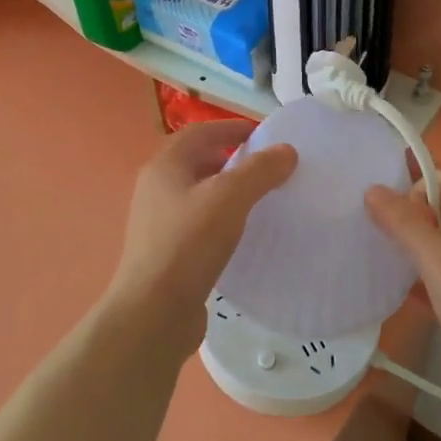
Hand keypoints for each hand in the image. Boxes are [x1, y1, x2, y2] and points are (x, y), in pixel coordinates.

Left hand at [106, 121, 297, 356]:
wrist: (154, 313)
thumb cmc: (188, 244)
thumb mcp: (230, 198)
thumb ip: (260, 170)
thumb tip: (286, 151)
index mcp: (165, 166)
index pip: (200, 132)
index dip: (231, 128)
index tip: (264, 135)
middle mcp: (156, 188)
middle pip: (198, 161)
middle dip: (232, 160)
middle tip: (267, 169)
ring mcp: (158, 223)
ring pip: (199, 195)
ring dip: (228, 192)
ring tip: (261, 201)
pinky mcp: (167, 253)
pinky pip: (199, 224)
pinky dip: (222, 221)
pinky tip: (243, 236)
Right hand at [365, 171, 440, 416]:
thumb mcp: (439, 262)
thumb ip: (406, 224)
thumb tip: (373, 189)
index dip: (418, 186)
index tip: (389, 212)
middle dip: (414, 212)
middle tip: (381, 227)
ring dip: (417, 242)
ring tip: (383, 254)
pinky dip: (424, 274)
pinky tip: (401, 290)